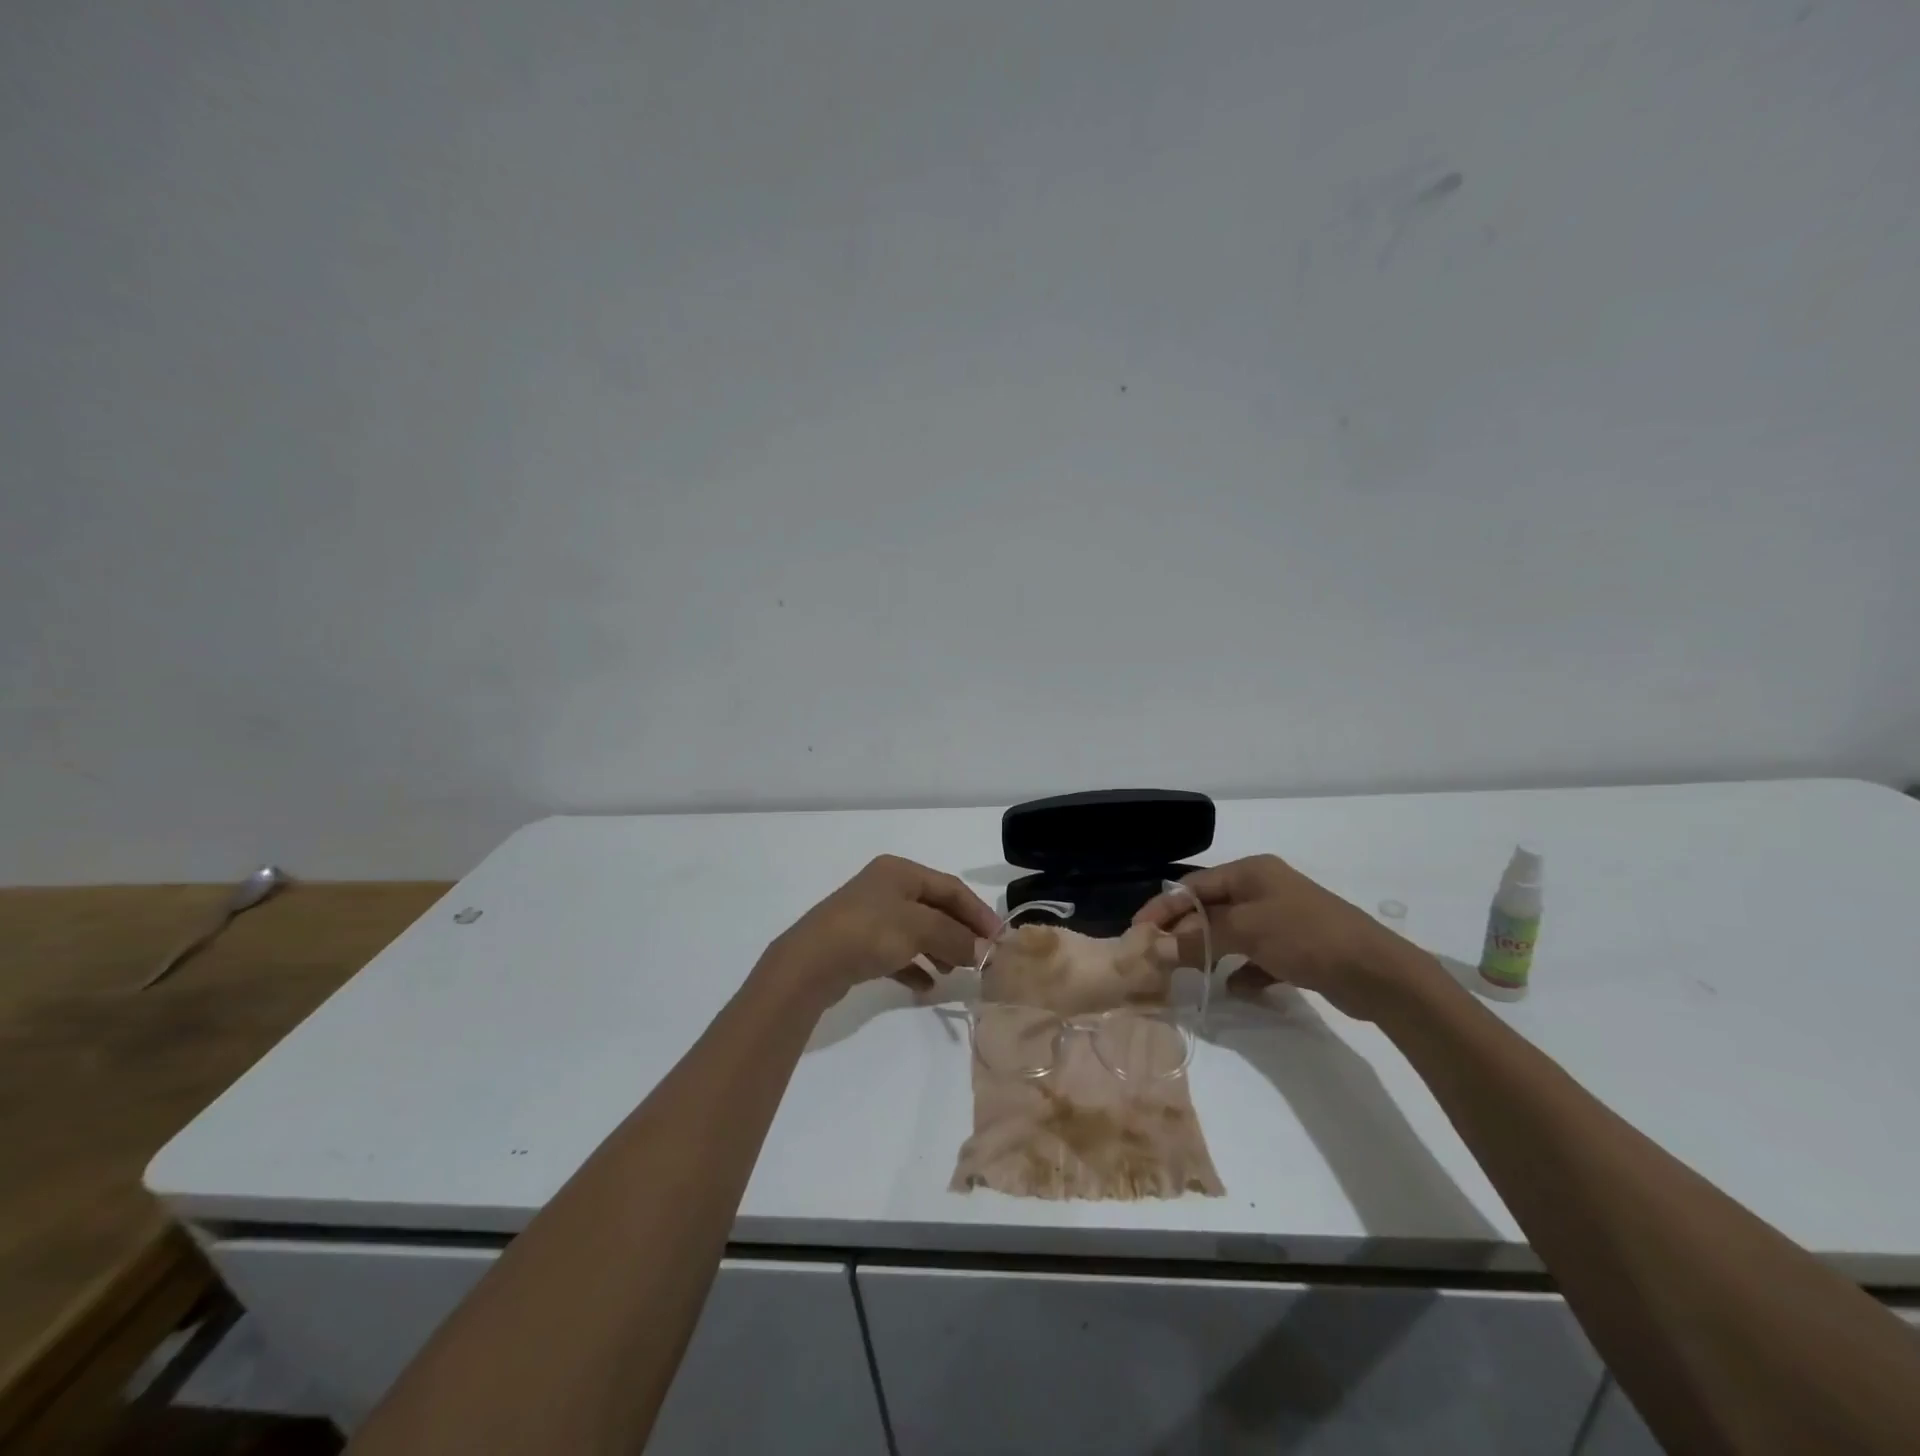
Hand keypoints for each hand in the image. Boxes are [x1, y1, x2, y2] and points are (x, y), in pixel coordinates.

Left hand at [762, 855, 1000, 1005]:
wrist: (810, 963)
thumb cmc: (869, 932)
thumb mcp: (920, 929)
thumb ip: (955, 937)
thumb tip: (984, 951)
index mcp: (900, 872)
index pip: (950, 887)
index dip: (977, 912)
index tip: (999, 938)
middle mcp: (885, 888)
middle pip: (934, 909)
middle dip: (959, 932)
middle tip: (981, 958)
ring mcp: (870, 916)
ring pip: (916, 931)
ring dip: (939, 950)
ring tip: (954, 972)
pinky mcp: (858, 944)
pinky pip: (896, 953)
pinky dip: (914, 966)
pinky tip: (926, 986)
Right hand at [1134, 855, 1438, 1022]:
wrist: (1377, 972)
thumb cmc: (1305, 936)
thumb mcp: (1246, 931)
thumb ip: (1198, 937)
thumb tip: (1156, 946)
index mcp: (1251, 872)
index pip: (1193, 886)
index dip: (1163, 907)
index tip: (1138, 931)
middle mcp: (1264, 889)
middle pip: (1210, 909)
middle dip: (1184, 932)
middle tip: (1158, 957)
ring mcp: (1281, 919)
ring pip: (1232, 933)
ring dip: (1210, 952)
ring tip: (1189, 974)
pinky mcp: (1296, 948)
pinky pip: (1256, 956)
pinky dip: (1243, 971)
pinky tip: (1236, 988)